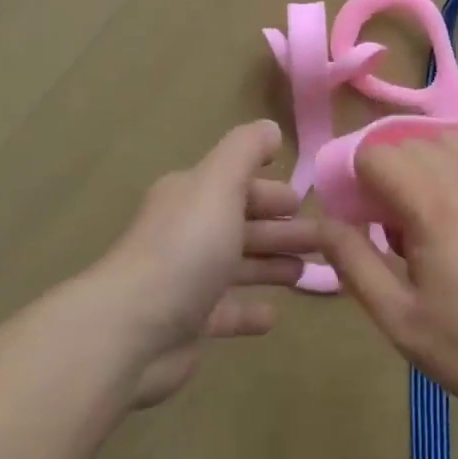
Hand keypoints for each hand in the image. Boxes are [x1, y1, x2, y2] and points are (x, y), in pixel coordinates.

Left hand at [100, 120, 312, 406]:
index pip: (237, 185)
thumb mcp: (218, 185)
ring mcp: (185, 279)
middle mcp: (186, 232)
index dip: (272, 191)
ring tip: (308, 273)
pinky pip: (226, 311)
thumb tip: (270, 128)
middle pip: (242, 225)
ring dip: (271, 265)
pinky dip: (249, 310)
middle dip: (282, 229)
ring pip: (238, 266)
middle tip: (325, 240)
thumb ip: (245, 151)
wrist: (131, 330)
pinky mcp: (187, 323)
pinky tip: (273, 315)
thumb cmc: (185, 249)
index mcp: (191, 196)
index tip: (307, 202)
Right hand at [317, 133, 457, 423]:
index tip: (359, 218)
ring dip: (425, 163)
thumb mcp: (399, 318)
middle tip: (390, 225)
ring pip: (449, 140)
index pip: (376, 154)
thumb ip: (353, 263)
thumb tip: (321, 224)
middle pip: (408, 142)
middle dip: (387, 173)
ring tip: (428, 210)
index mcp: (432, 207)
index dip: (355, 179)